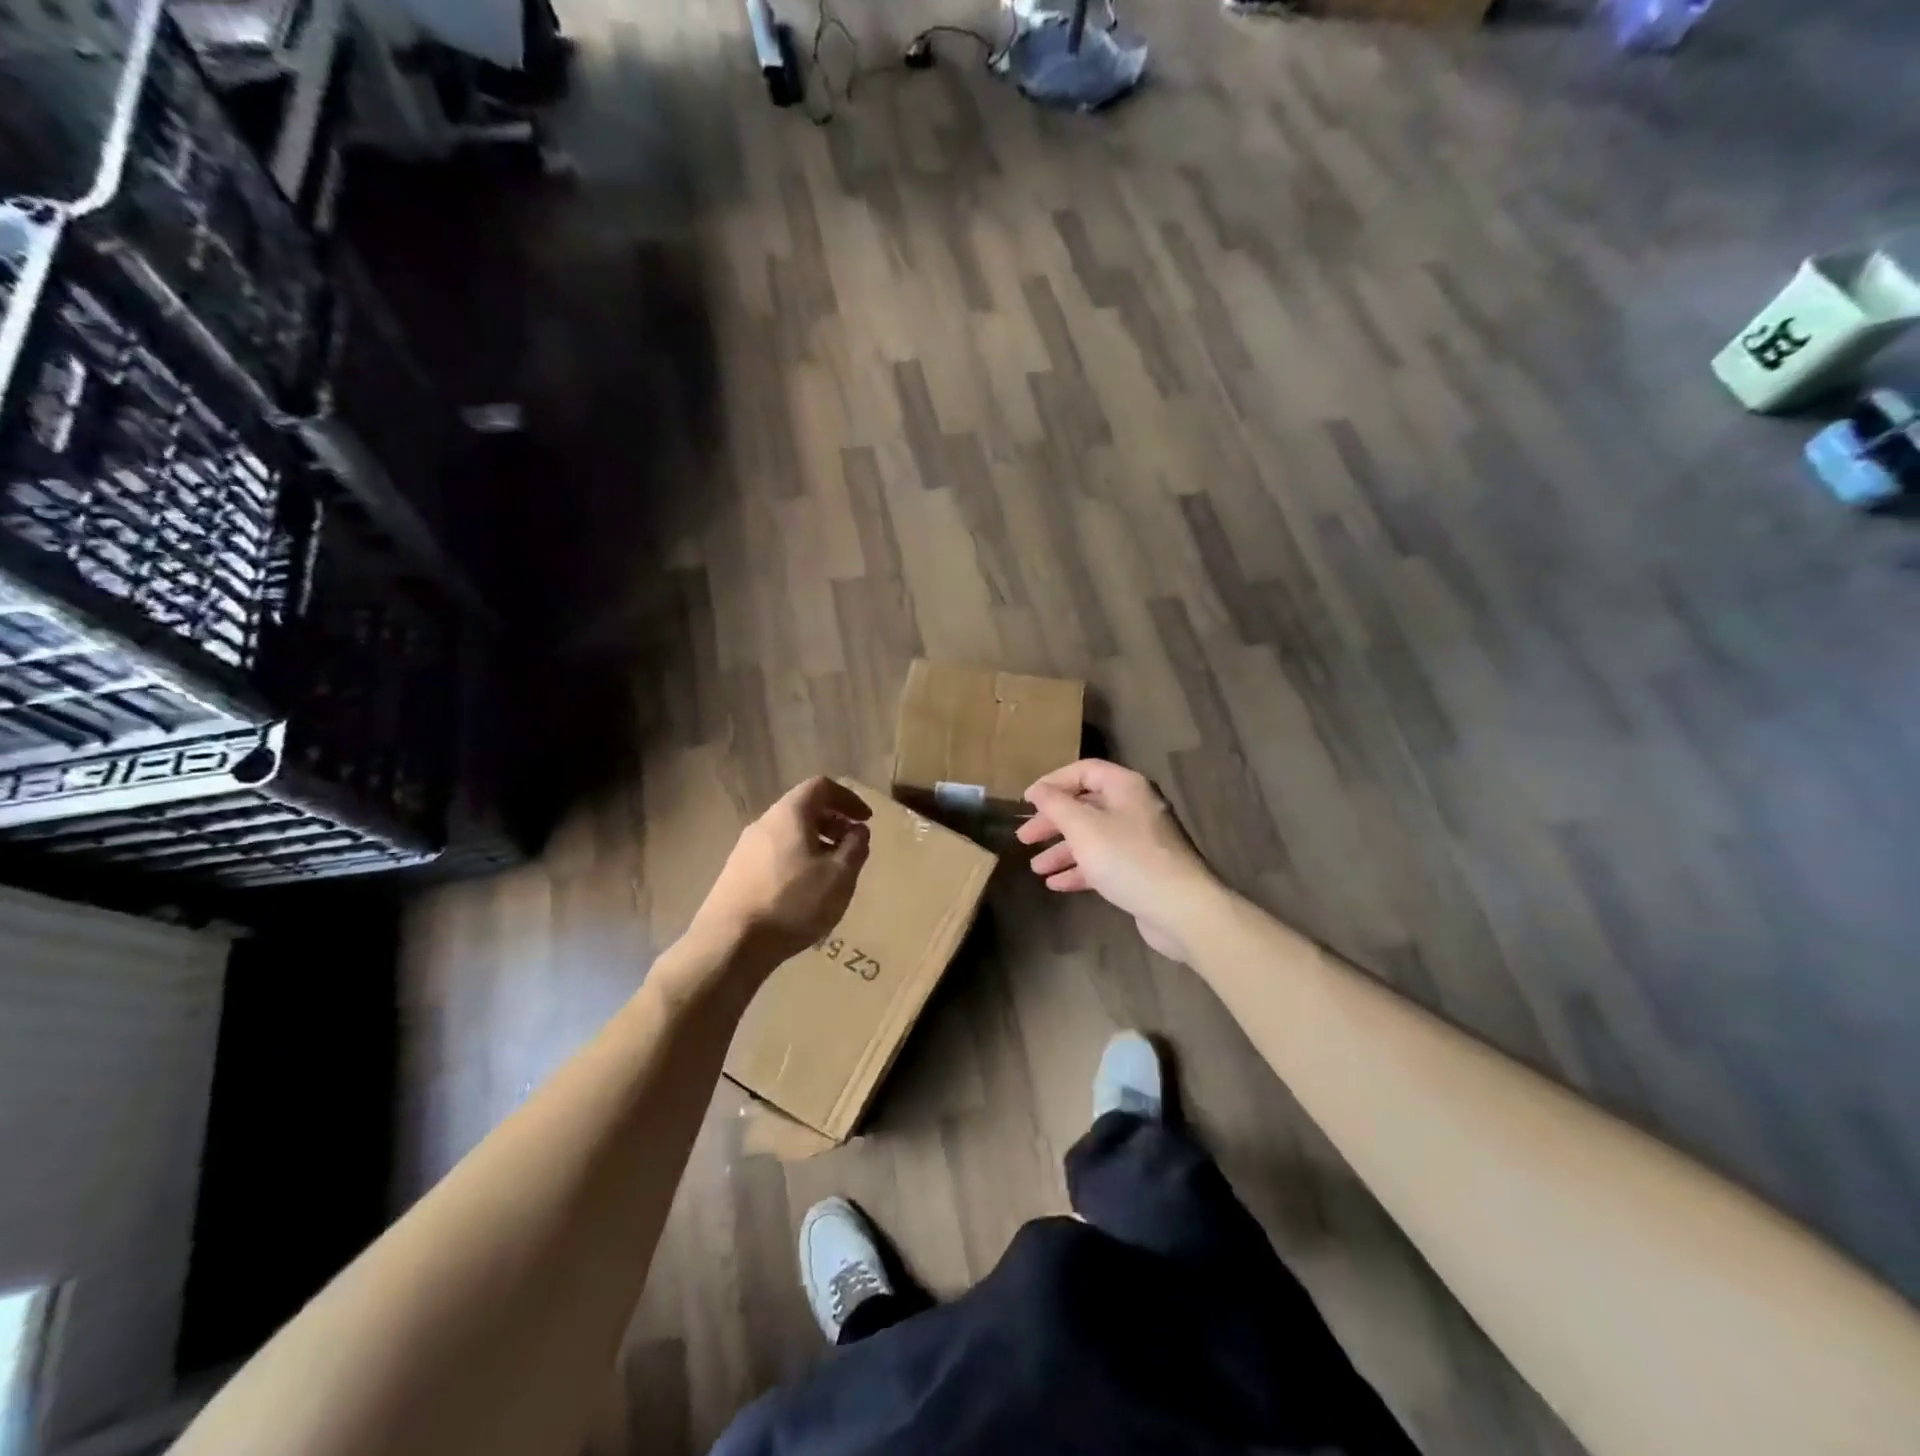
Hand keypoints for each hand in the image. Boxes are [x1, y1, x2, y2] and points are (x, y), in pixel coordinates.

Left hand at [691, 777, 872, 970]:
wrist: (729, 943)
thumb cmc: (792, 902)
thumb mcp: (839, 876)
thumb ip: (855, 848)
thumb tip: (859, 831)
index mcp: (789, 814)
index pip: (821, 786)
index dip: (848, 798)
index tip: (865, 820)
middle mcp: (764, 823)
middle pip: (803, 808)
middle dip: (833, 822)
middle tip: (852, 846)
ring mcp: (745, 848)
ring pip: (788, 833)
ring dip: (815, 843)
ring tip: (831, 871)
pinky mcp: (736, 873)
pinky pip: (775, 853)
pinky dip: (797, 859)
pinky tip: (804, 890)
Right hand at [1017, 760, 1219, 962]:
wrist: (1182, 909)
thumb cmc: (1129, 859)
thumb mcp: (1084, 828)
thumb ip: (1057, 805)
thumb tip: (1038, 790)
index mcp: (1126, 787)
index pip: (1084, 771)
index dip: (1053, 782)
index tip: (1027, 802)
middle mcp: (1134, 807)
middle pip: (1086, 806)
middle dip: (1053, 822)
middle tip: (1024, 838)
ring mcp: (1140, 840)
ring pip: (1093, 837)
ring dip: (1062, 850)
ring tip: (1036, 868)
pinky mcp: (1141, 870)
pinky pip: (1104, 862)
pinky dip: (1080, 869)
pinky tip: (1056, 884)